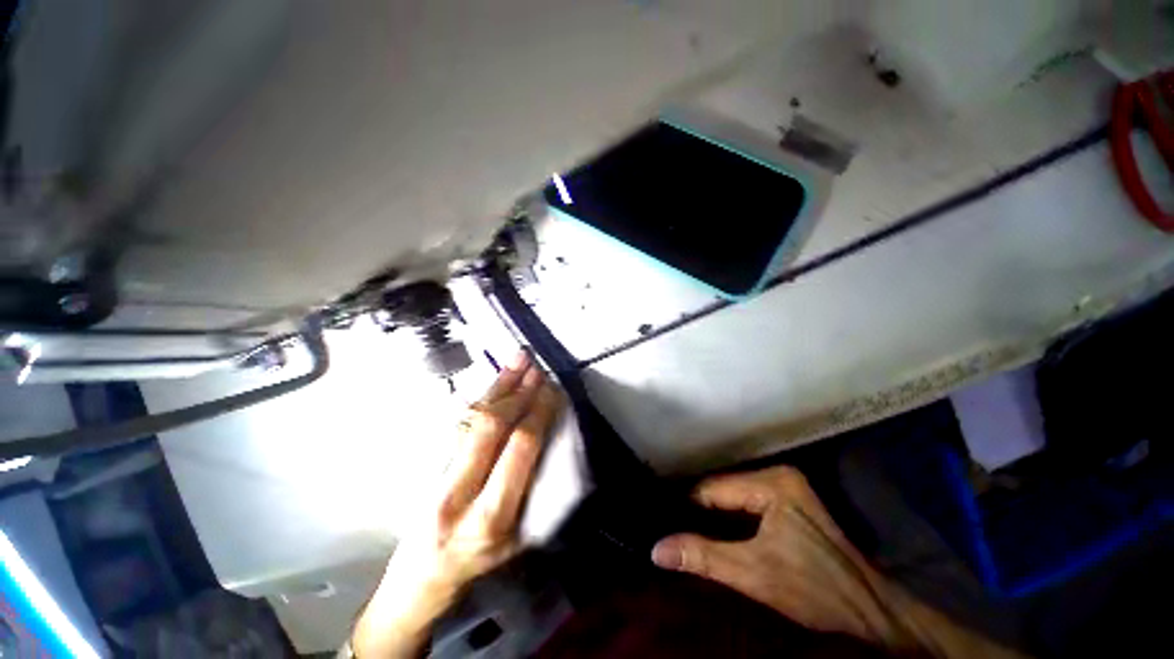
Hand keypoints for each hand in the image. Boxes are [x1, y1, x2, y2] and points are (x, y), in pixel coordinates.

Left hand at [353, 351, 562, 657]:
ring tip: (519, 359)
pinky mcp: (430, 465)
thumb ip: (536, 491)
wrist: (419, 579)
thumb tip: (553, 441)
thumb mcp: (518, 540)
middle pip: (491, 428)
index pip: (519, 450)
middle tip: (538, 369)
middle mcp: (459, 493)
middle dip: (519, 393)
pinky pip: (461, 422)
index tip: (553, 391)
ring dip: (500, 386)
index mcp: (489, 518)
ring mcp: (438, 476)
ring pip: (473, 419)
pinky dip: (485, 397)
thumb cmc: (478, 566)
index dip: (538, 414)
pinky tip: (497, 381)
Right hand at [652, 466, 1025, 657]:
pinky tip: (714, 531)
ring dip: (712, 514)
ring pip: (733, 497)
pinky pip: (746, 504)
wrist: (873, 616)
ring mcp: (786, 488)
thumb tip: (656, 548)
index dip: (685, 506)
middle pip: (722, 490)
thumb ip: (704, 557)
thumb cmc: (816, 592)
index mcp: (772, 483)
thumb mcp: (755, 574)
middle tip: (669, 525)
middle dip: (698, 510)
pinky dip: (729, 518)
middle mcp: (777, 476)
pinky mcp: (790, 504)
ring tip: (684, 528)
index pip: (711, 488)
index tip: (661, 520)